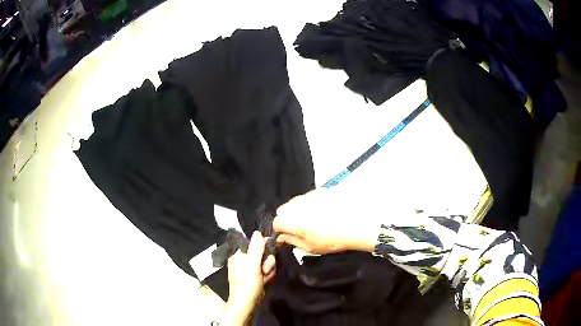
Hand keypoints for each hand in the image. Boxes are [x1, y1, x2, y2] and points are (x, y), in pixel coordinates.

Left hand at [218, 232, 275, 324]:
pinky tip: (264, 281)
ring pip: (265, 263)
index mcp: (239, 254)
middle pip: (263, 254)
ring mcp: (248, 269)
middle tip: (264, 270)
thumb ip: (256, 248)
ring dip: (268, 270)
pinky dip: (266, 276)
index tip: (267, 257)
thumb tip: (258, 232)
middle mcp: (243, 259)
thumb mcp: (252, 264)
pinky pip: (264, 271)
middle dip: (267, 262)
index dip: (264, 250)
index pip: (255, 244)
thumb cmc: (247, 283)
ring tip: (264, 278)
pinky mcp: (253, 276)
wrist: (246, 302)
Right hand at [273, 189, 377, 253]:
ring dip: (297, 211)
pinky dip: (309, 204)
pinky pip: (308, 197)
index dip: (281, 231)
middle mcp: (297, 205)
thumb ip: (292, 241)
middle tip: (299, 230)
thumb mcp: (310, 247)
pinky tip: (321, 212)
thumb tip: (281, 238)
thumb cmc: (333, 240)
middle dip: (286, 219)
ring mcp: (309, 196)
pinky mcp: (320, 191)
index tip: (288, 236)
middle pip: (283, 210)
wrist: (357, 225)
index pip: (276, 222)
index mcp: (292, 220)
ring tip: (312, 221)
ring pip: (295, 202)